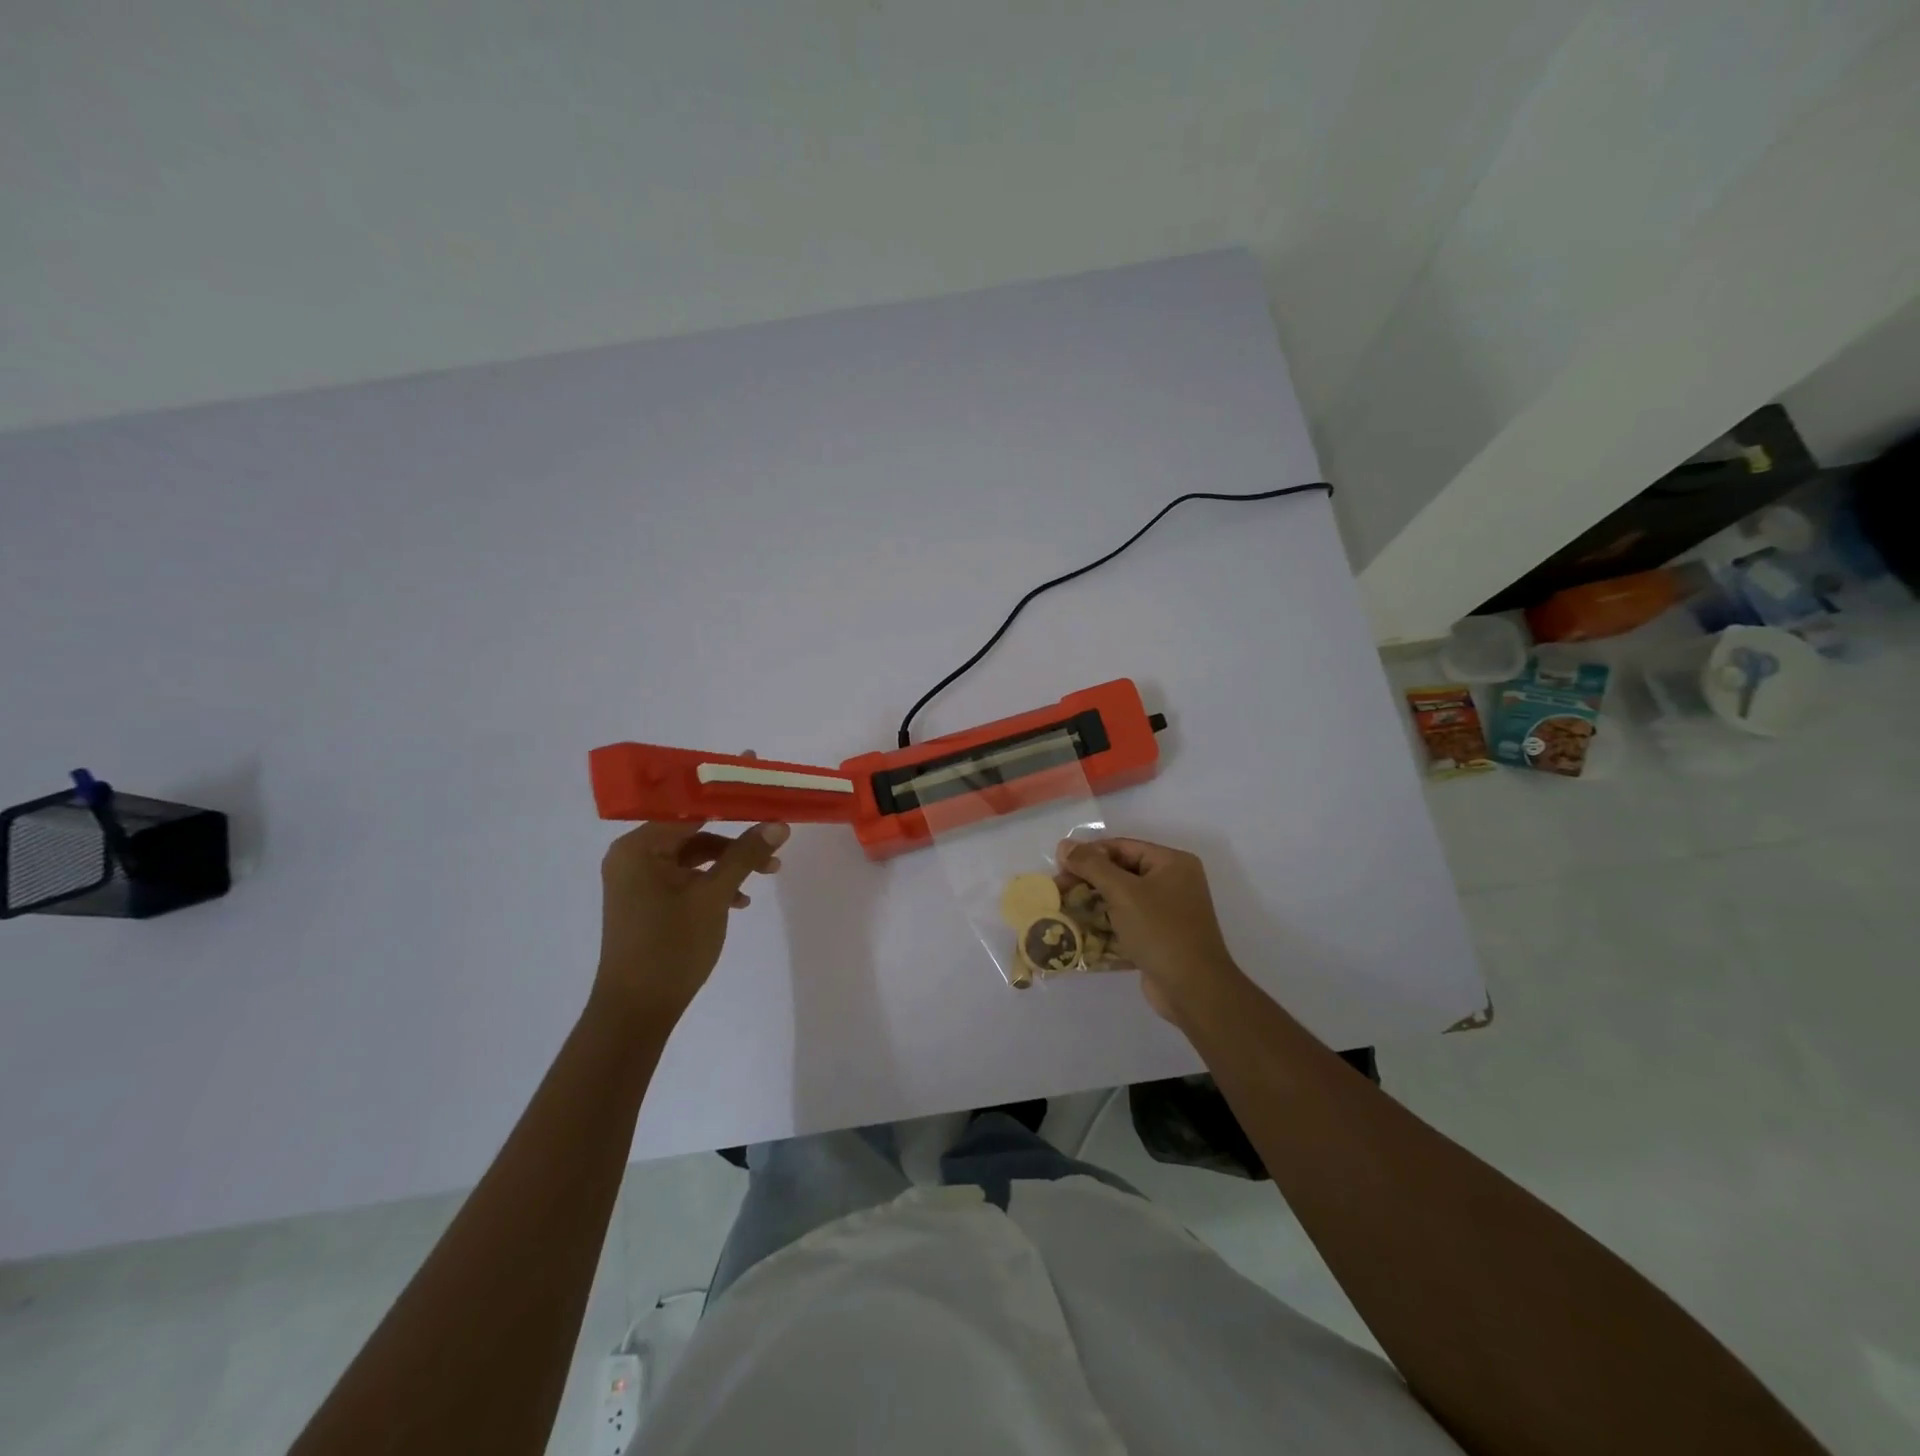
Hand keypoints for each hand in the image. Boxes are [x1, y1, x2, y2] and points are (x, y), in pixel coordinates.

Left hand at [594, 819, 788, 1026]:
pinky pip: (685, 879)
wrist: (635, 1012)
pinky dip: (712, 883)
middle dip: (735, 840)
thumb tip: (779, 824)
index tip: (765, 802)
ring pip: (692, 857)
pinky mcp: (647, 901)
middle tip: (774, 845)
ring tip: (768, 873)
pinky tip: (740, 901)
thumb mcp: (713, 897)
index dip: (729, 803)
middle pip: (693, 832)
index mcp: (638, 847)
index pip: (689, 808)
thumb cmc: (670, 948)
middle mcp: (633, 856)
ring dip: (729, 863)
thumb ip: (745, 855)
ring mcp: (638, 880)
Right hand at [1058, 837, 1243, 1023]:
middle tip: (1058, 889)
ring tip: (1063, 908)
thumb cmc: (1160, 931)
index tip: (1060, 867)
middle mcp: (1173, 882)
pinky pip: (1127, 921)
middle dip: (1088, 880)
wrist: (1193, 989)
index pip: (1122, 847)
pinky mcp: (1159, 936)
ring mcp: (1167, 911)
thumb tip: (1064, 845)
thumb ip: (1092, 866)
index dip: (1089, 853)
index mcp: (1171, 863)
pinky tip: (1080, 930)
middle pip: (1121, 871)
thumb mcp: (1123, 892)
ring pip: (1121, 898)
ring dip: (1093, 903)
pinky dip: (1105, 924)